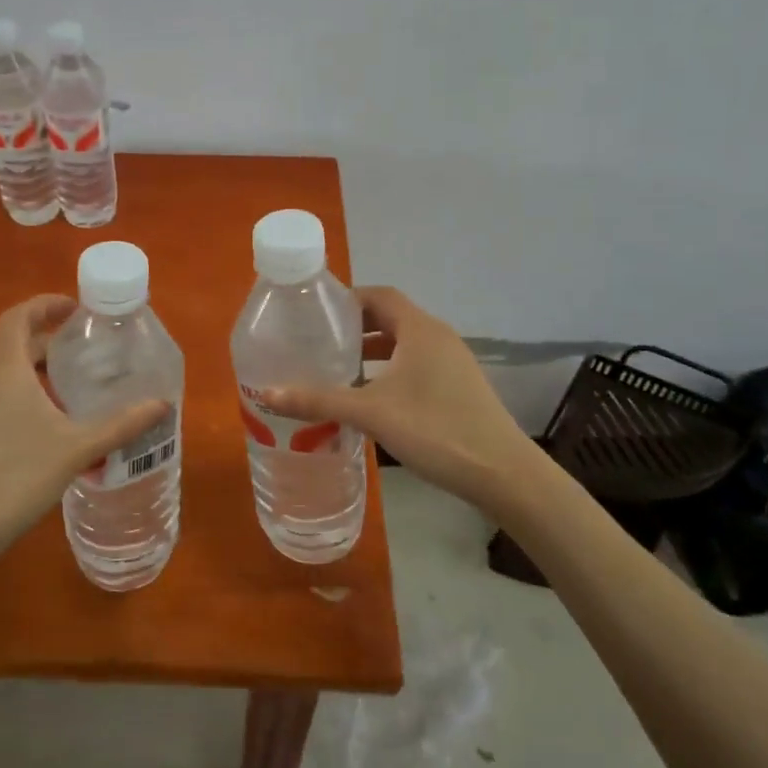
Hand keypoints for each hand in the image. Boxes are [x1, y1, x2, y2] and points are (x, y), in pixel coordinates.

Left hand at [0, 295, 166, 569]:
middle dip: (48, 340)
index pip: (19, 316)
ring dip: (35, 370)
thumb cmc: (15, 476)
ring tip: (72, 386)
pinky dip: (22, 395)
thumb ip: (121, 425)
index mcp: (4, 368)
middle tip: (85, 350)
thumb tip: (163, 404)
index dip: (45, 304)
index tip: (76, 308)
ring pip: (3, 373)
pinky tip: (48, 426)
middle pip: (12, 343)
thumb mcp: (76, 449)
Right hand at [263, 286, 538, 510]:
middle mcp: (438, 337)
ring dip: (372, 353)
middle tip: (319, 343)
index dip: (347, 299)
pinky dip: (390, 371)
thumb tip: (266, 391)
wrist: (501, 472)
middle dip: (354, 329)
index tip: (315, 313)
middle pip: (391, 318)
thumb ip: (319, 400)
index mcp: (420, 329)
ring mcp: (452, 363)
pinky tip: (370, 398)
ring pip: (404, 345)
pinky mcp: (458, 387)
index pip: (379, 295)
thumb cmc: (435, 429)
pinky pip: (416, 365)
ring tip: (337, 370)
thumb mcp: (371, 413)